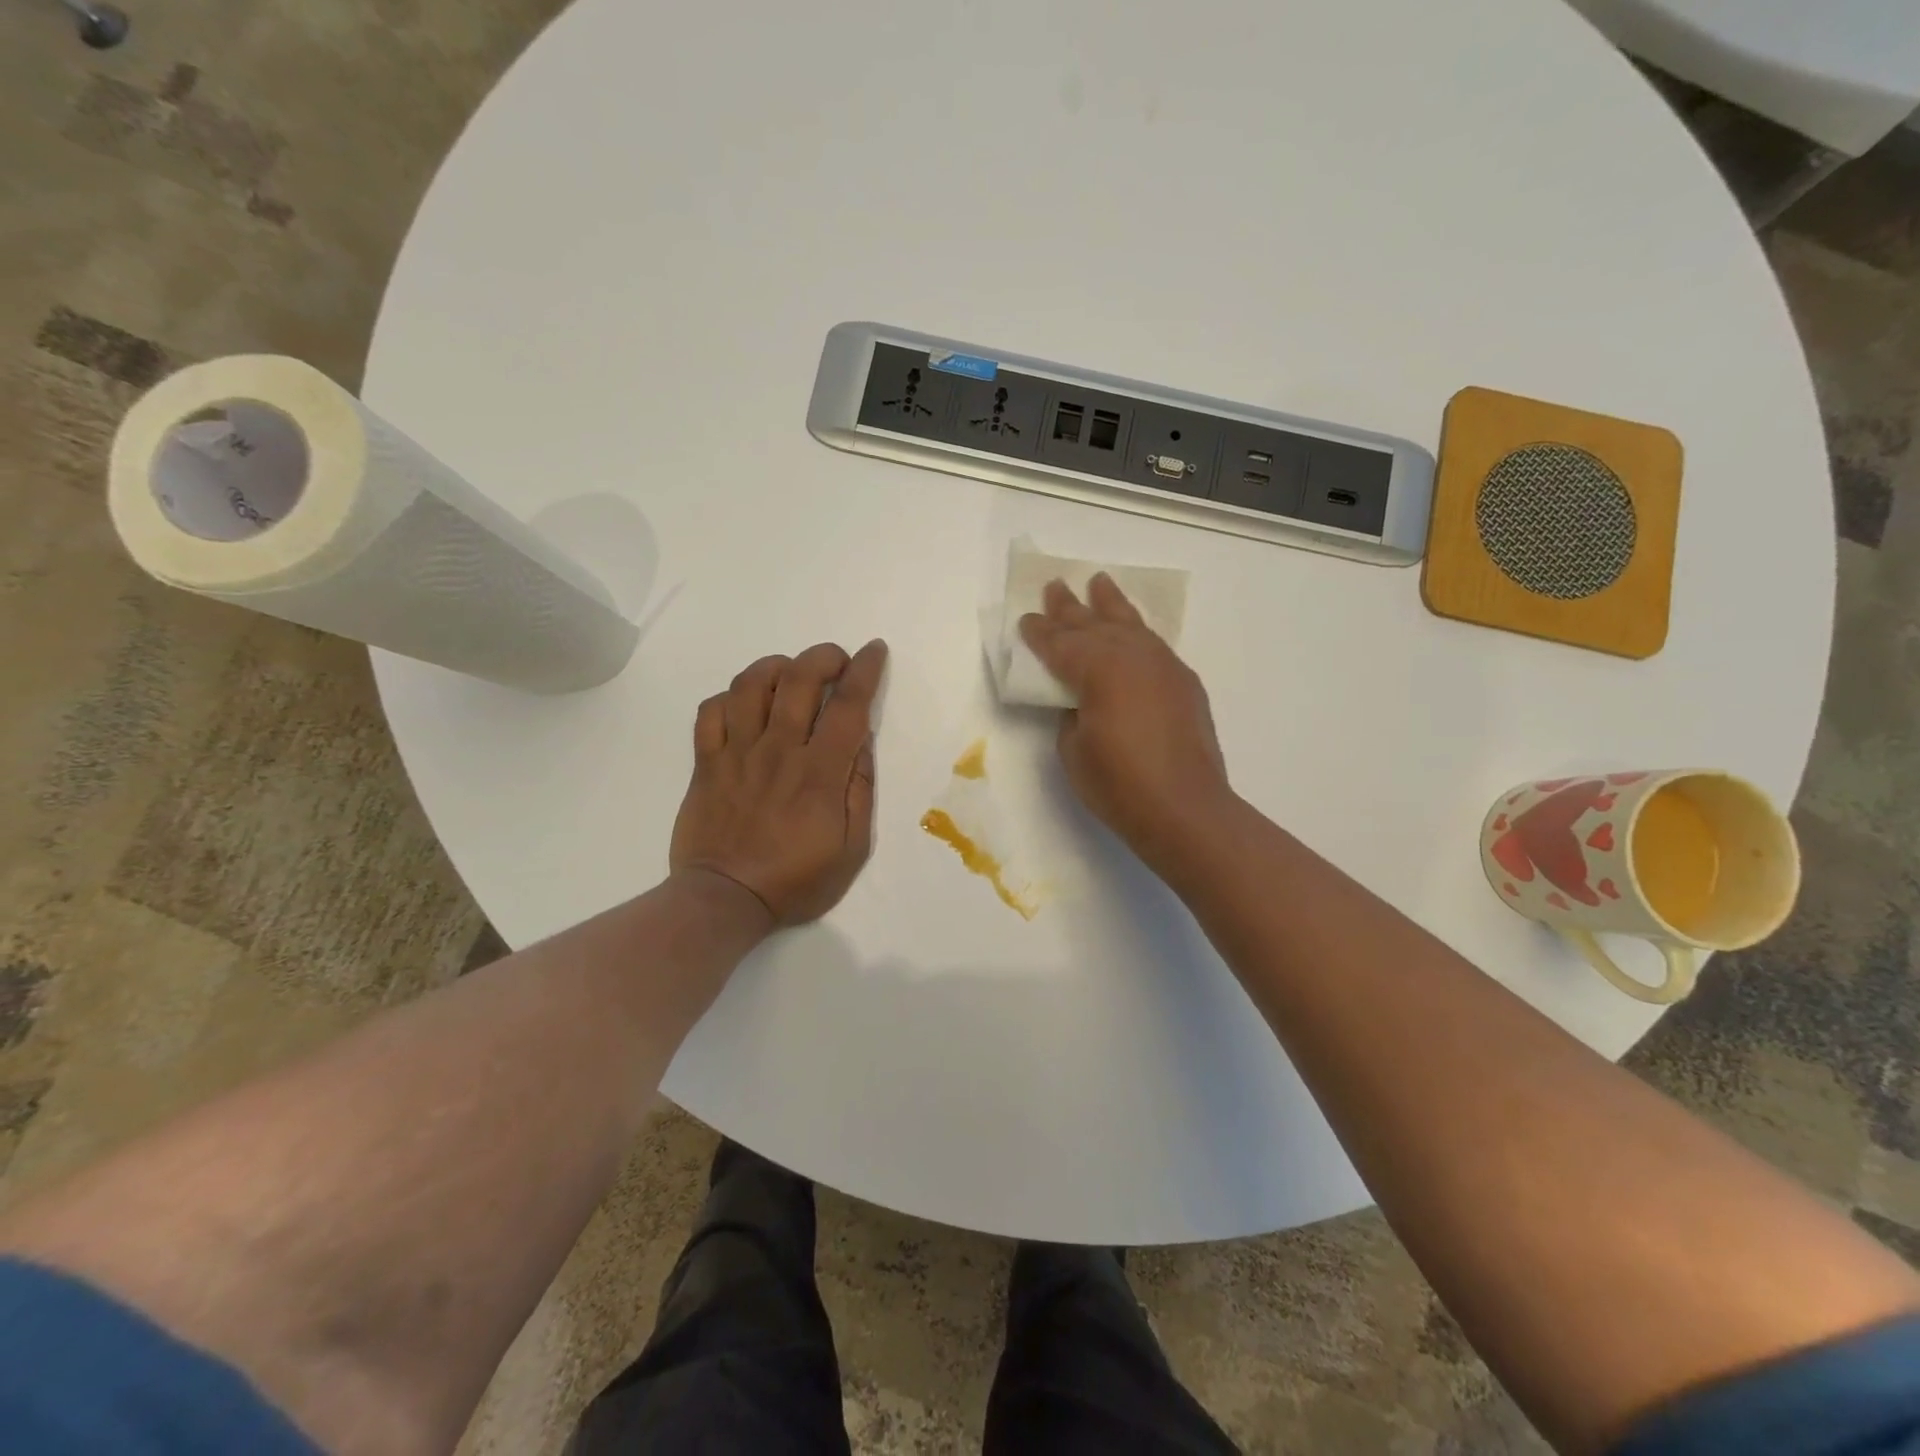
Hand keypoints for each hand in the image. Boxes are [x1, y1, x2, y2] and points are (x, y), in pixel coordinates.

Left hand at [670, 640, 887, 926]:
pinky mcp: (706, 763)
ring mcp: (736, 753)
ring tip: (789, 674)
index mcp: (820, 772)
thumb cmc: (795, 880)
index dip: (865, 670)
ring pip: (750, 685)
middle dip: (823, 656)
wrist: (725, 900)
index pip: (848, 705)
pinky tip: (744, 705)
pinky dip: (729, 697)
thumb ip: (859, 791)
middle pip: (798, 679)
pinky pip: (710, 712)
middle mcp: (778, 750)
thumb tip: (861, 742)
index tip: (874, 651)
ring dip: (775, 667)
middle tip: (836, 662)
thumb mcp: (852, 848)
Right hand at [1020, 576, 1230, 866]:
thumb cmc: (1119, 785)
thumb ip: (1071, 714)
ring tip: (1099, 583)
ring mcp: (1163, 666)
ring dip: (1111, 605)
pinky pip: (1154, 644)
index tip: (1025, 620)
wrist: (1186, 809)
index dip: (1039, 632)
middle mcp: (1132, 656)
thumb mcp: (1073, 750)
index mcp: (1098, 669)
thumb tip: (1080, 700)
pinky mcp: (1184, 682)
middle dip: (1070, 608)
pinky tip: (1132, 629)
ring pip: (1131, 625)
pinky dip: (1137, 631)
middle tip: (1055, 586)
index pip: (1060, 644)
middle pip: (1094, 624)